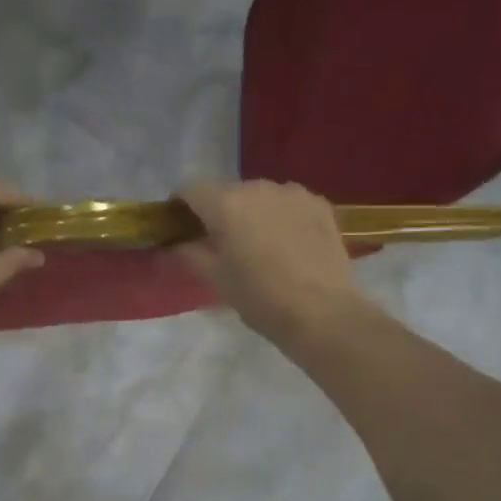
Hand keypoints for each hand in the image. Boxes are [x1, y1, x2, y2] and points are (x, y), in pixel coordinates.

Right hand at [177, 179, 367, 348]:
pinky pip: (288, 202)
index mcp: (226, 204)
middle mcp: (257, 187)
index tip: (181, 225)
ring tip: (259, 243)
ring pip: (260, 195)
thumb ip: (190, 254)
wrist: (323, 313)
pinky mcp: (319, 204)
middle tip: (222, 242)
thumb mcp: (216, 280)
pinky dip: (280, 215)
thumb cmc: (261, 299)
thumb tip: (177, 243)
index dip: (181, 205)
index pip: (191, 189)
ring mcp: (292, 192)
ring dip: (252, 212)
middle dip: (219, 211)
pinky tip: (288, 242)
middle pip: (227, 191)